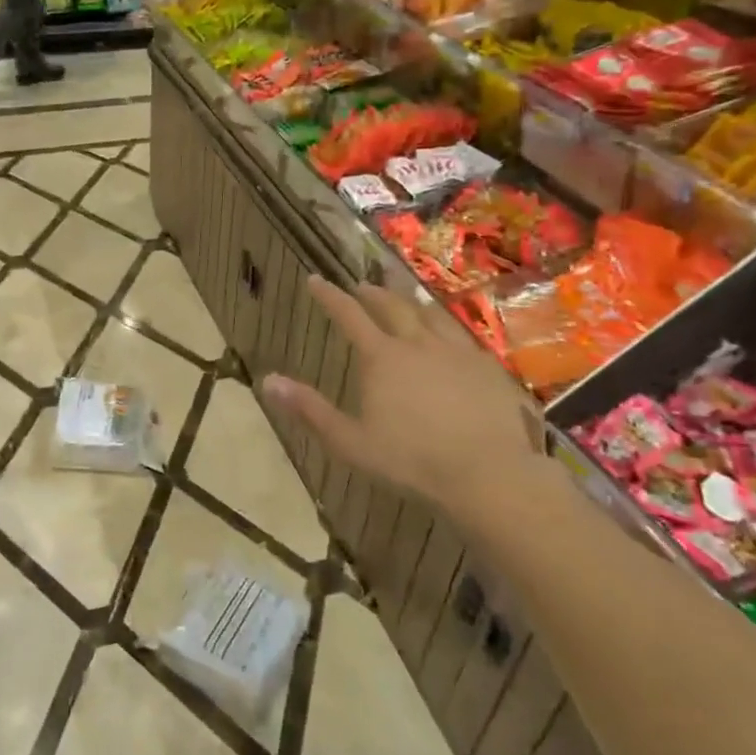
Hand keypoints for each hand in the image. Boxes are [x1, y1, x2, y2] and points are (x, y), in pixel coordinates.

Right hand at [260, 277, 535, 517]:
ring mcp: (458, 352)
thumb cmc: (410, 460)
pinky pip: (462, 336)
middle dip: (373, 294)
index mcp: (382, 358)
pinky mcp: (488, 368)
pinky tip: (450, 336)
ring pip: (431, 315)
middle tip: (362, 286)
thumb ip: (309, 410)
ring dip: (412, 303)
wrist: (487, 474)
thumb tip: (268, 381)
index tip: (315, 279)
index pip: (349, 316)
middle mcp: (418, 344)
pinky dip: (446, 327)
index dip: (330, 296)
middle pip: (393, 307)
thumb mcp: (349, 441)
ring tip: (406, 299)